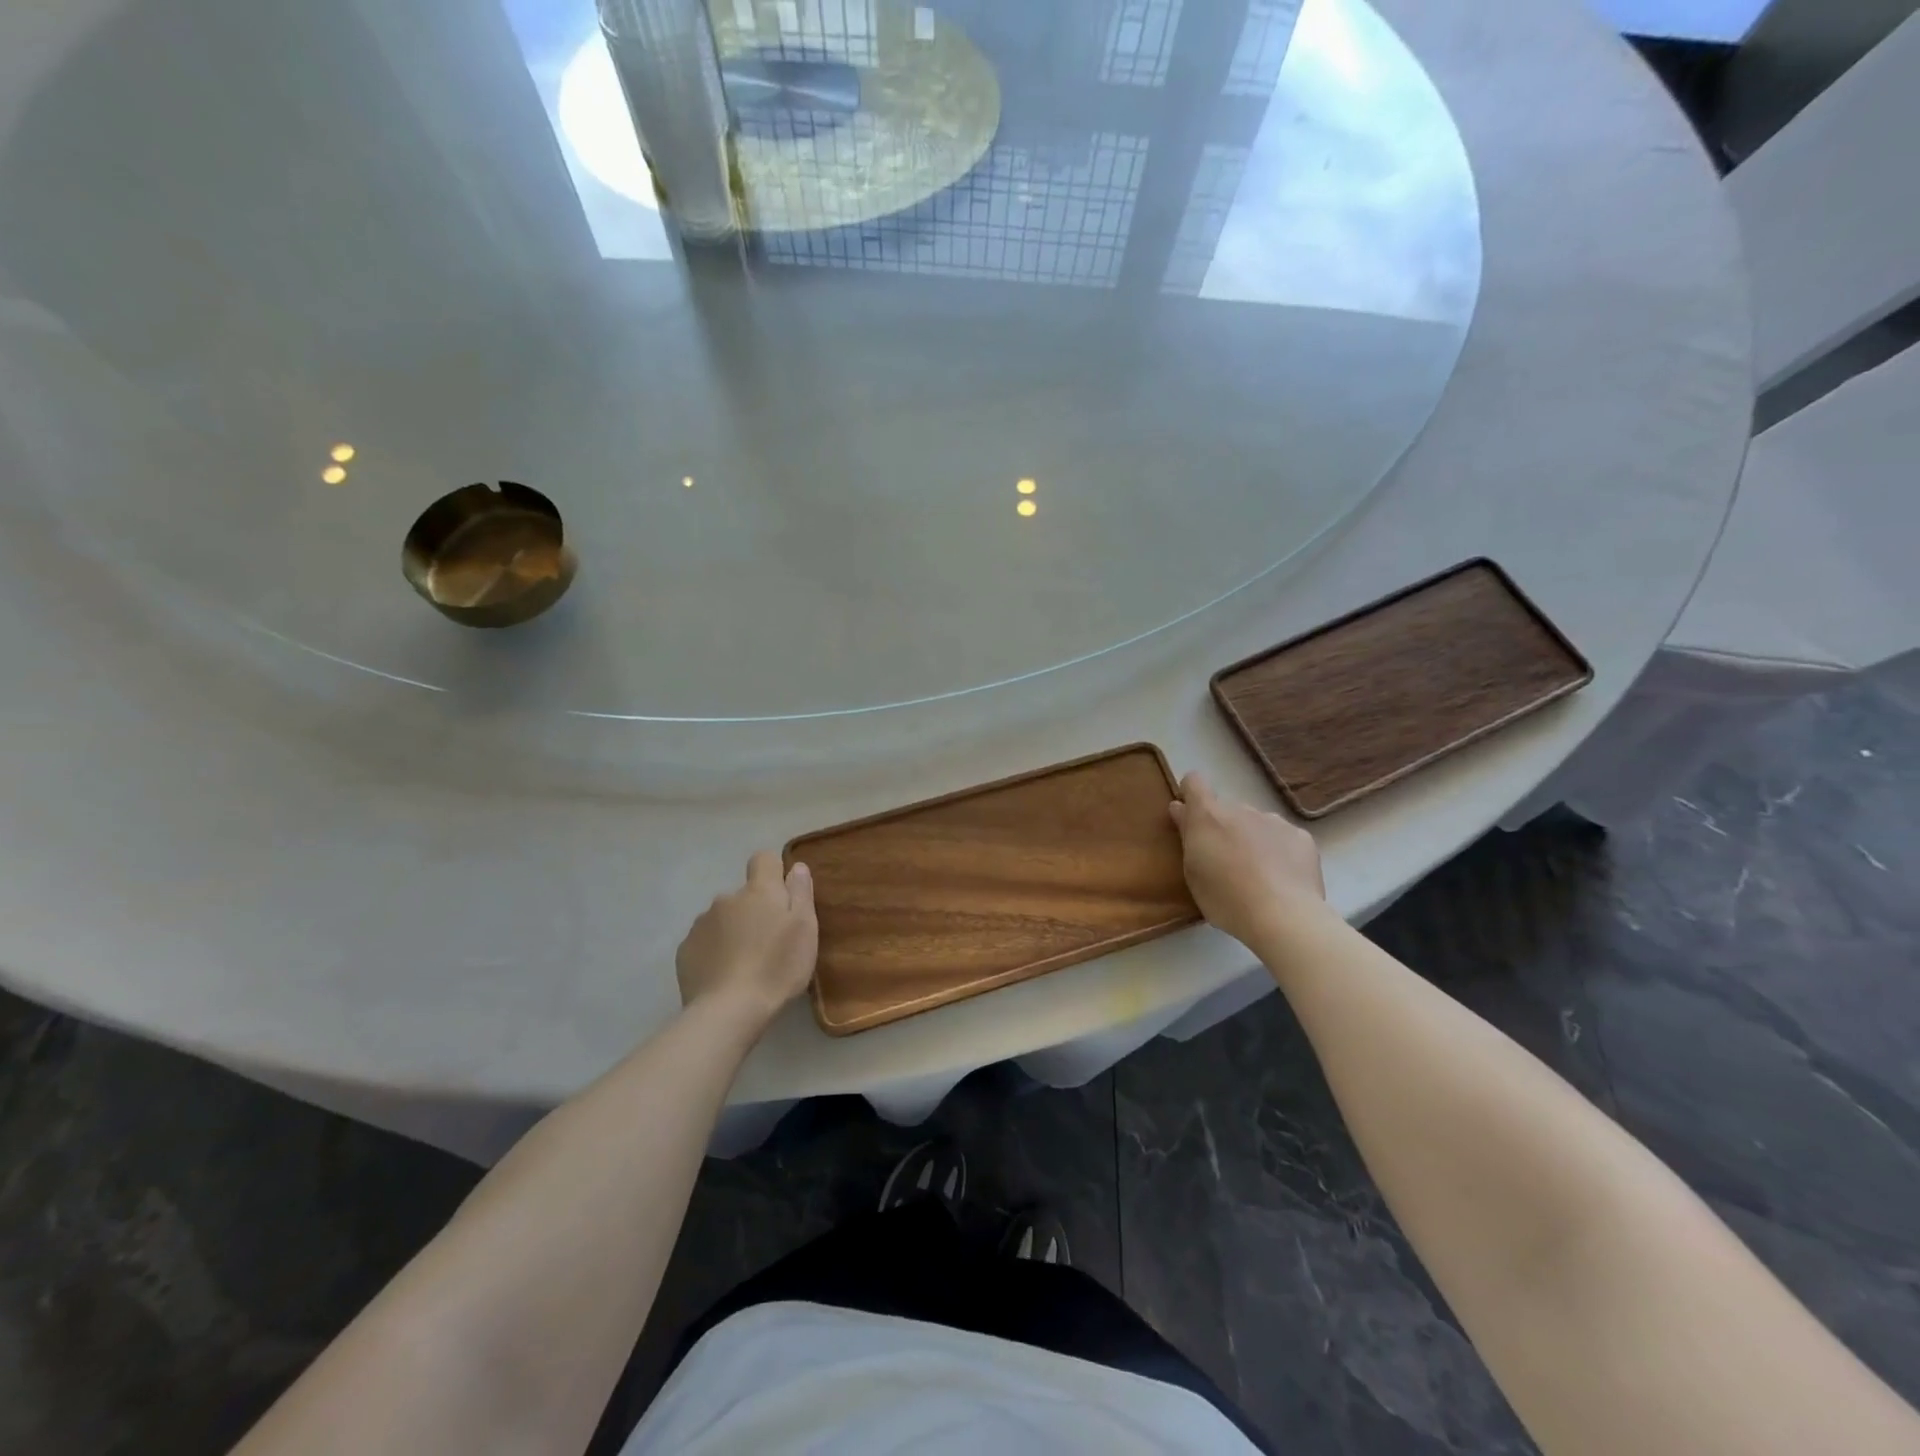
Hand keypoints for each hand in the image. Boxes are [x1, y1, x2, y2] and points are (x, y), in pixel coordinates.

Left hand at [676, 852, 817, 1032]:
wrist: (729, 1010)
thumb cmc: (777, 967)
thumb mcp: (804, 928)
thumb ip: (801, 892)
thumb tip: (796, 866)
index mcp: (758, 891)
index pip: (763, 859)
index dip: (773, 873)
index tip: (783, 898)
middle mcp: (726, 899)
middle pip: (744, 895)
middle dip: (754, 910)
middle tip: (769, 943)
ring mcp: (701, 924)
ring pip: (723, 919)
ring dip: (733, 931)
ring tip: (745, 964)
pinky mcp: (685, 950)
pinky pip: (705, 942)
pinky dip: (714, 952)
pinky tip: (724, 975)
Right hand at [1168, 772, 1324, 946]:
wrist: (1284, 917)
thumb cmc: (1226, 899)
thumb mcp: (1192, 872)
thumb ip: (1186, 835)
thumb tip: (1180, 808)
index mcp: (1208, 816)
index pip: (1194, 782)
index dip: (1190, 795)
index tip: (1190, 817)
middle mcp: (1241, 809)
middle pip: (1226, 809)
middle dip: (1223, 827)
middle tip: (1225, 861)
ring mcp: (1274, 820)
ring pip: (1256, 822)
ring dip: (1251, 838)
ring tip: (1257, 874)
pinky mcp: (1301, 836)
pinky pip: (1283, 836)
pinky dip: (1279, 850)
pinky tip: (1282, 877)